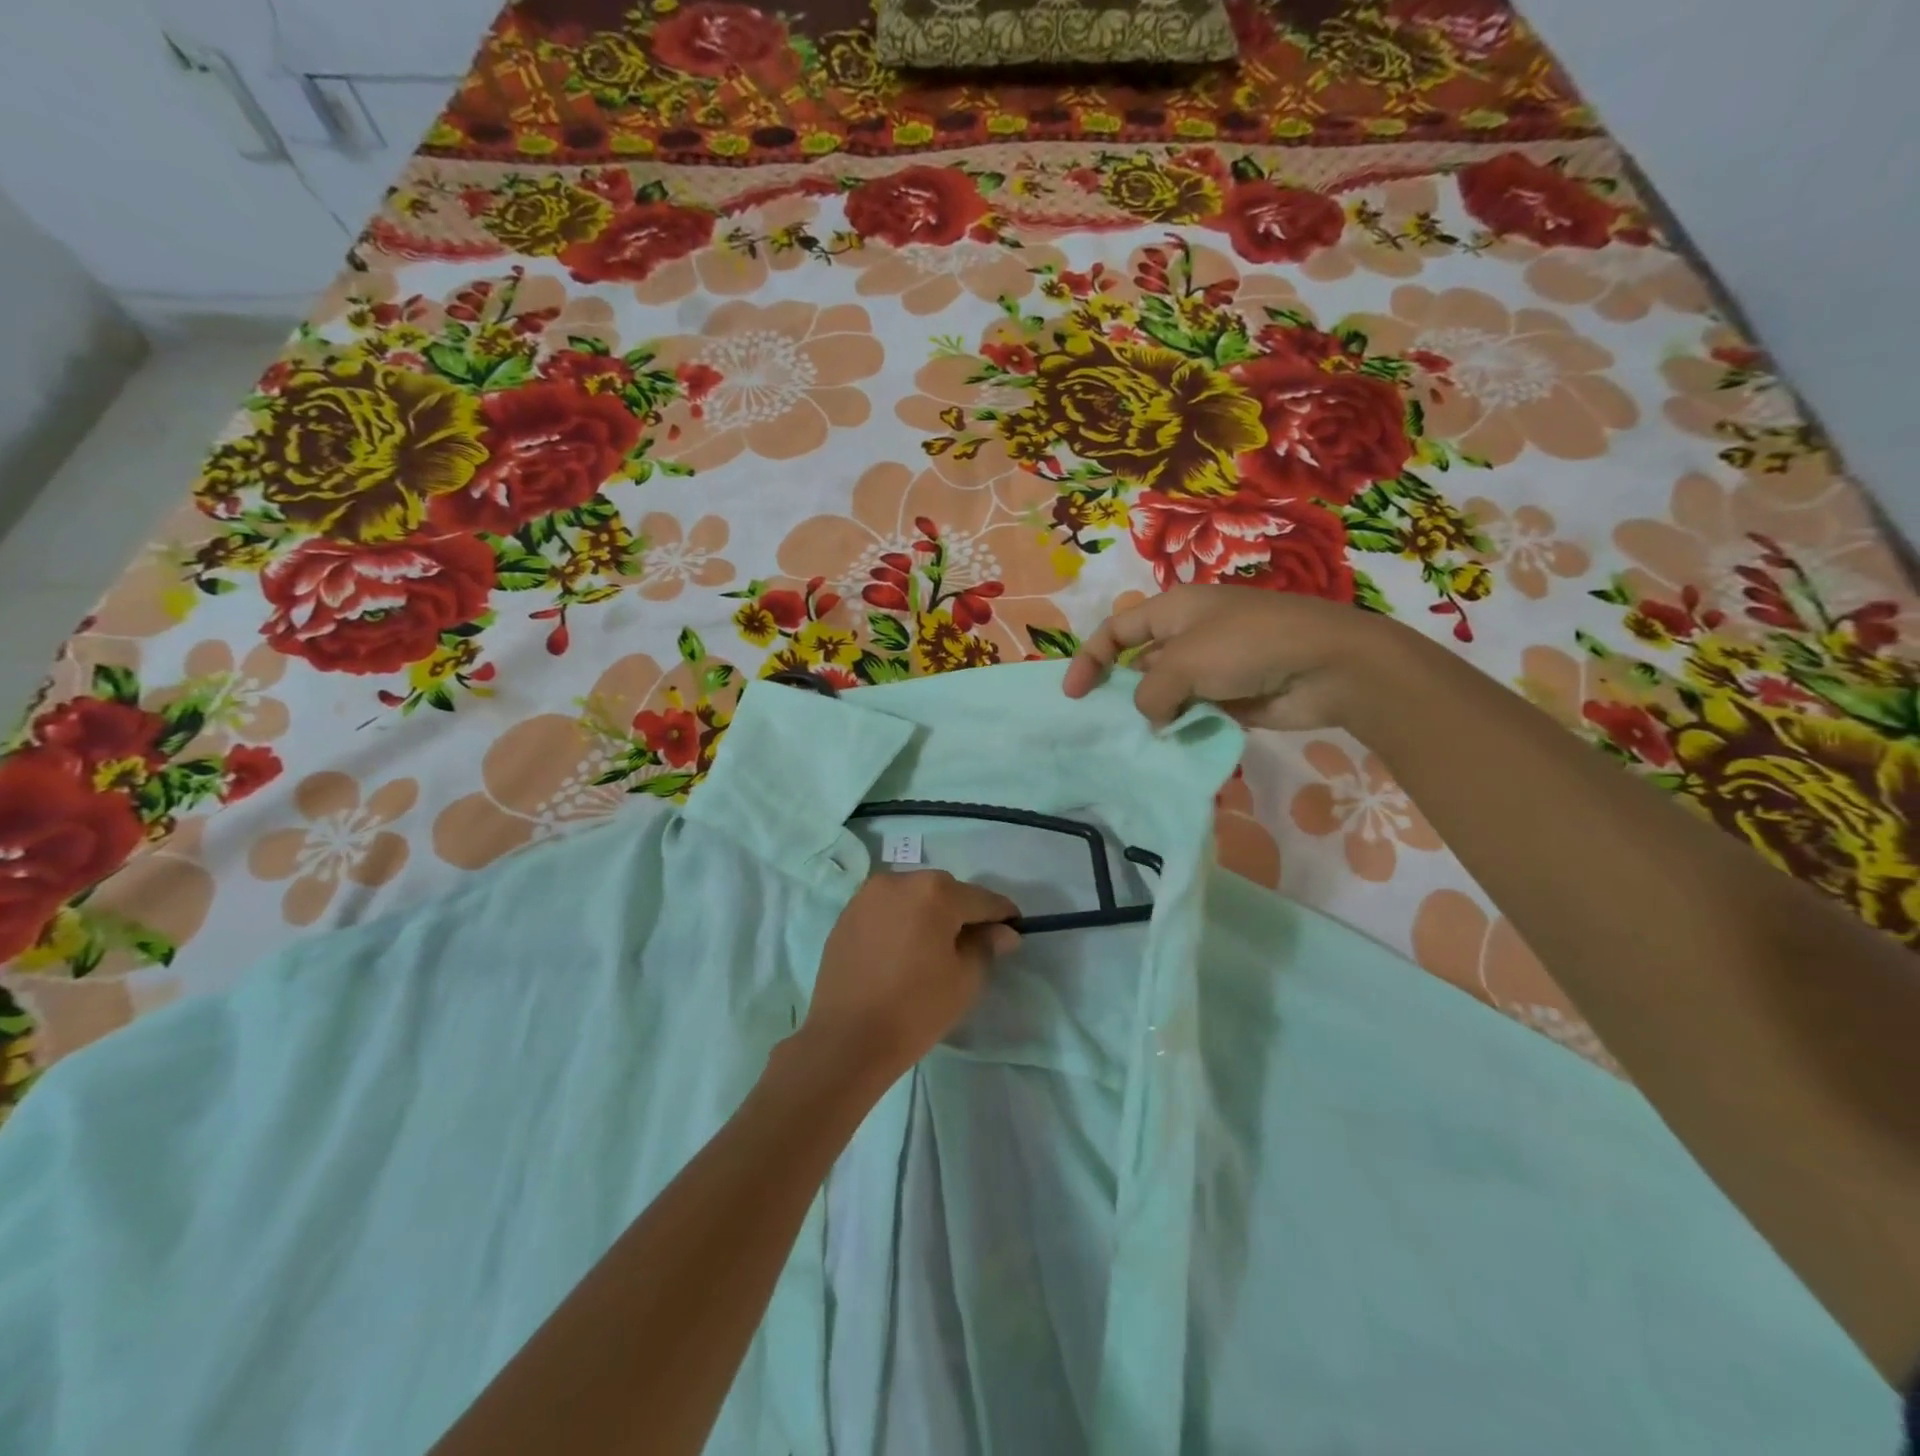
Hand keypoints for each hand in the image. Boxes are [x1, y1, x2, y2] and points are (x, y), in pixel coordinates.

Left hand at [801, 870, 1020, 1082]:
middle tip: (972, 944)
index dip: (1002, 915)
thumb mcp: (965, 979)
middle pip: (945, 891)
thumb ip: (986, 945)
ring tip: (933, 948)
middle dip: (962, 912)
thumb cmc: (915, 1009)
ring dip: (929, 914)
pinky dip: (901, 922)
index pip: (982, 899)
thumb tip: (1002, 931)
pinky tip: (902, 952)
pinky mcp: (847, 915)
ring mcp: (868, 896)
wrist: (847, 1040)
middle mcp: (900, 880)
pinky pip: (886, 910)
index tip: (1014, 930)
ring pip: (913, 897)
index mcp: (934, 892)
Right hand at [1062, 584, 1408, 730]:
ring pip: (1166, 692)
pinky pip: (1195, 712)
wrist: (1328, 666)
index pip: (1117, 630)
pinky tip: (1171, 746)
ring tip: (1136, 742)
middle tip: (1105, 725)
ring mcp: (1213, 666)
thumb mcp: (1184, 662)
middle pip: (1139, 663)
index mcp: (1174, 609)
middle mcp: (1189, 634)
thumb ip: (1151, 693)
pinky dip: (1182, 727)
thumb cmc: (1248, 646)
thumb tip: (1152, 716)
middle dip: (1121, 692)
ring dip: (1153, 714)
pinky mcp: (1233, 696)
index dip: (1089, 658)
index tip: (1074, 695)